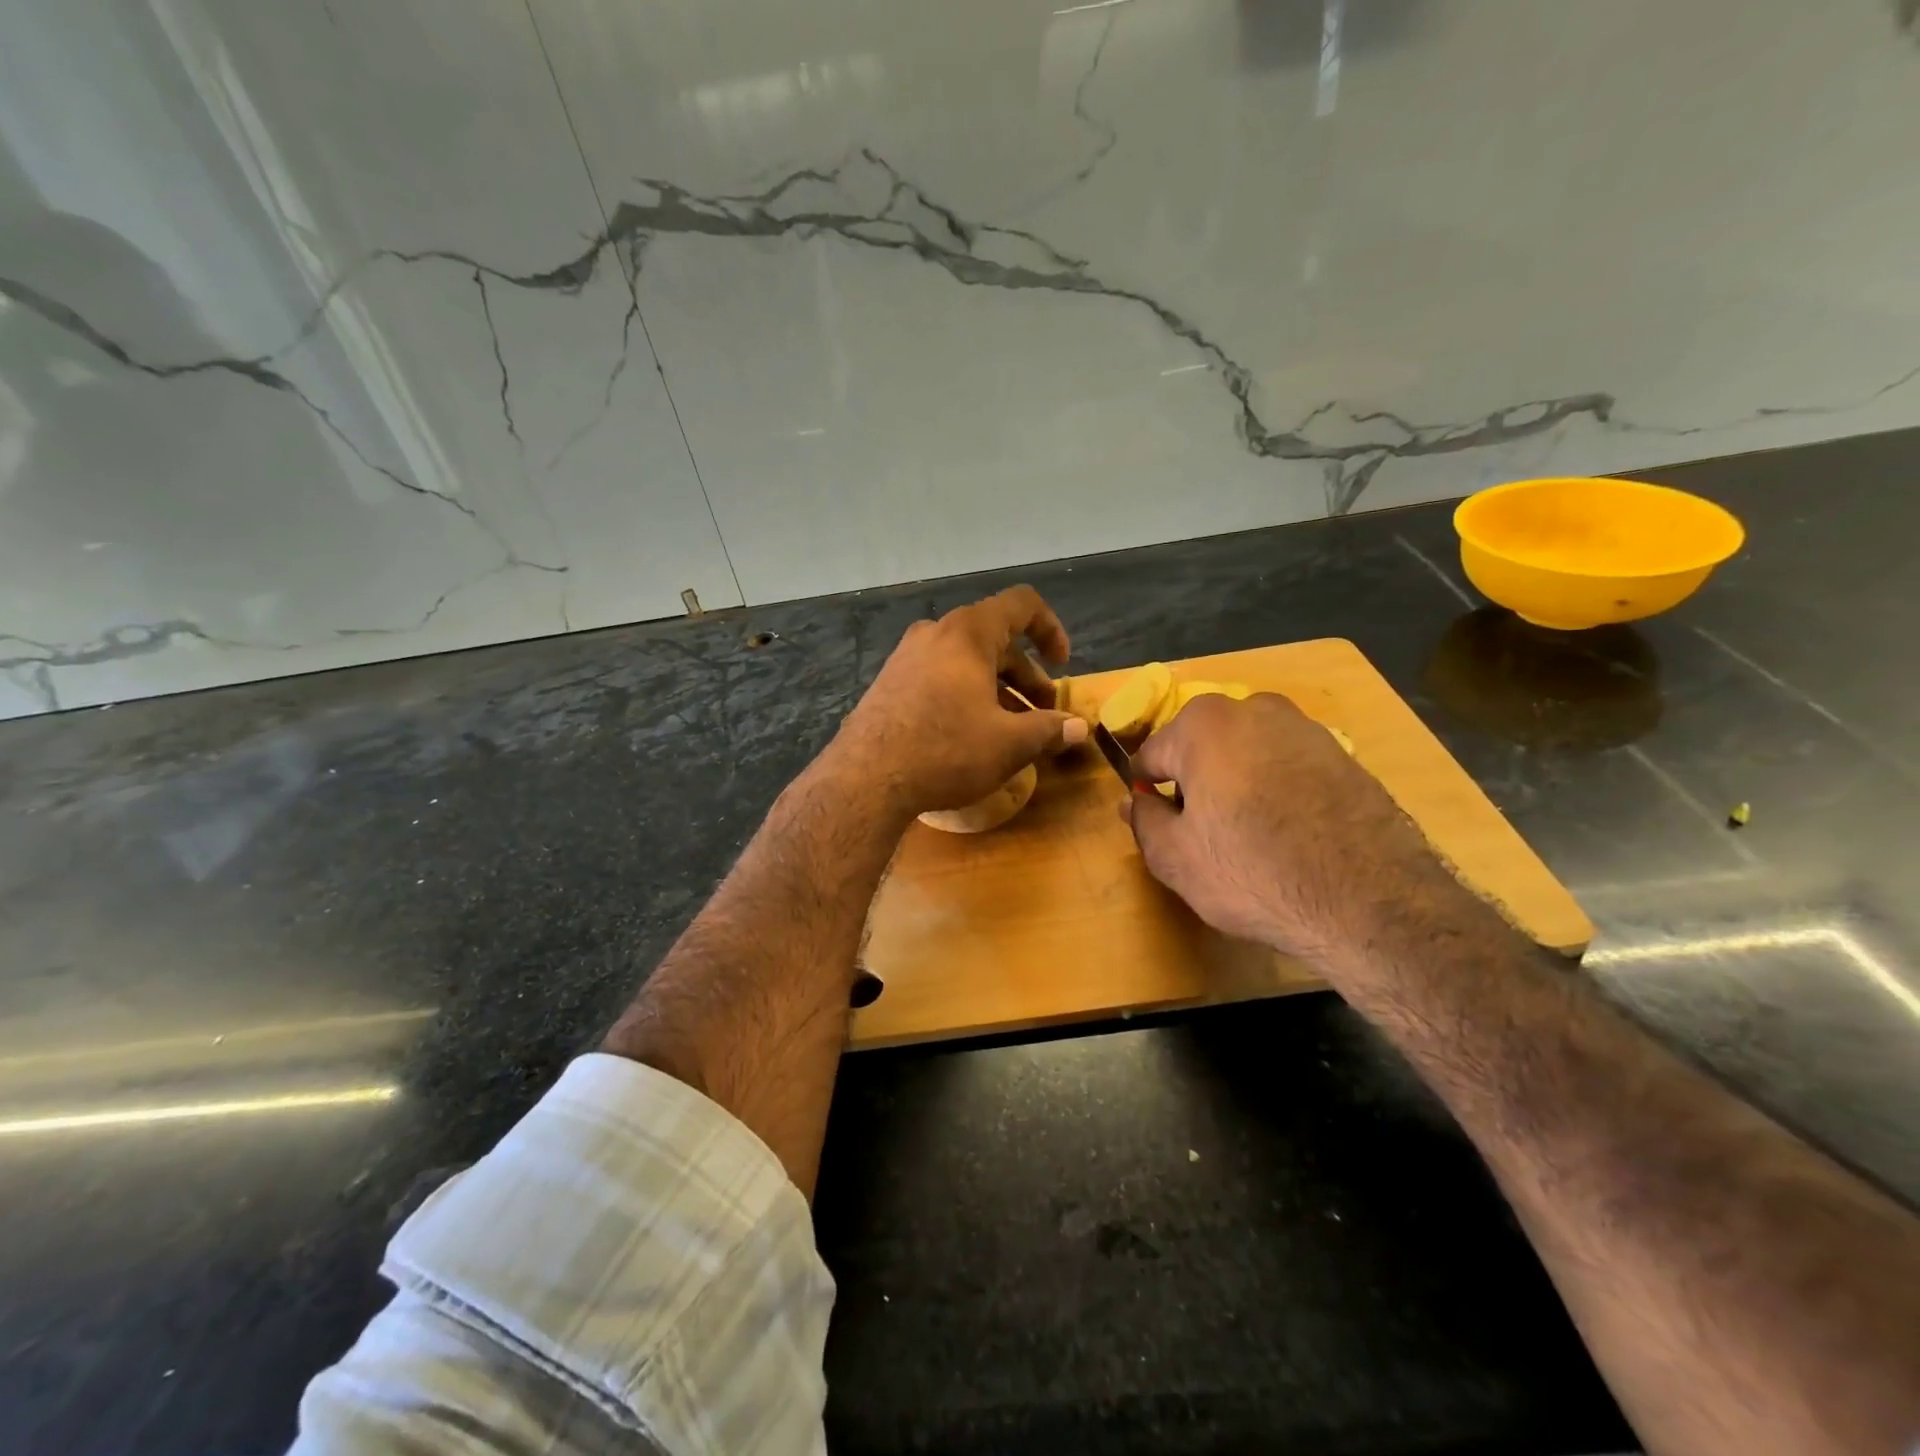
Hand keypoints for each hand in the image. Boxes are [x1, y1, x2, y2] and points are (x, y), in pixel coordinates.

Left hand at [831, 586, 1087, 817]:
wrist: (865, 780)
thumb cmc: (946, 750)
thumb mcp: (1009, 744)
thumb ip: (1049, 730)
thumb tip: (1080, 729)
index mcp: (967, 633)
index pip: (1021, 605)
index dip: (1051, 628)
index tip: (1063, 664)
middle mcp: (935, 634)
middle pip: (994, 640)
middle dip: (1026, 674)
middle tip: (1044, 711)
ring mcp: (906, 658)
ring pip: (965, 662)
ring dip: (997, 689)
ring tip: (1014, 729)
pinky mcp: (888, 685)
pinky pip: (939, 678)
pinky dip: (965, 696)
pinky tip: (972, 735)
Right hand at [1125, 692, 1463, 964]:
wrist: (1371, 901)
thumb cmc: (1253, 872)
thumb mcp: (1175, 857)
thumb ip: (1143, 820)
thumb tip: (1135, 801)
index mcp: (1203, 724)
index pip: (1151, 757)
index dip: (1149, 795)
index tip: (1162, 829)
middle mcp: (1253, 708)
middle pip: (1200, 749)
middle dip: (1195, 785)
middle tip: (1207, 838)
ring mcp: (1304, 727)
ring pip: (1245, 755)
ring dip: (1236, 786)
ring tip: (1251, 839)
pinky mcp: (1342, 754)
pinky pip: (1286, 767)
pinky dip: (1277, 791)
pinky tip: (1290, 835)